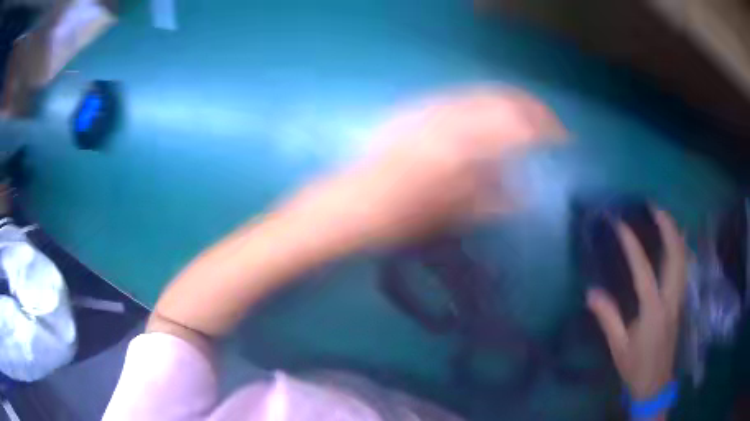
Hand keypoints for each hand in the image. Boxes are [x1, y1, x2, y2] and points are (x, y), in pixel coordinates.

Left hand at [281, 88, 563, 250]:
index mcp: (453, 150)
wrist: (334, 214)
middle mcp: (440, 122)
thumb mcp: (442, 220)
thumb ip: (485, 199)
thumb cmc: (387, 225)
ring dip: (504, 104)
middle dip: (527, 109)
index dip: (542, 128)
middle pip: (496, 99)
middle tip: (548, 127)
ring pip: (475, 96)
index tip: (562, 139)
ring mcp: (420, 115)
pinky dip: (476, 106)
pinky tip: (484, 122)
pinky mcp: (406, 117)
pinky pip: (450, 102)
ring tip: (523, 121)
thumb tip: (521, 191)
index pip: (512, 125)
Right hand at [587, 209, 686, 400]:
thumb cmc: (635, 367)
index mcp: (653, 311)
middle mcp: (671, 299)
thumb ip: (608, 318)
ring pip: (684, 258)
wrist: (655, 384)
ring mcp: (679, 298)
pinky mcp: (680, 301)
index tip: (622, 225)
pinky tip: (677, 241)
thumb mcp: (618, 347)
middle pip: (676, 255)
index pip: (644, 271)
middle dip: (668, 227)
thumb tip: (591, 292)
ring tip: (665, 217)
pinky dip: (681, 249)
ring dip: (676, 234)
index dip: (633, 246)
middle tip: (655, 208)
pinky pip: (684, 267)